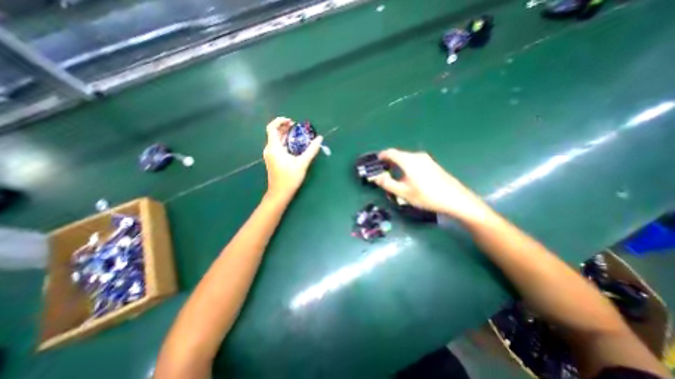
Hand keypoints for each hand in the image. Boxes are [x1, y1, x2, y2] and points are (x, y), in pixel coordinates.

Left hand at [262, 116, 321, 197]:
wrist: (279, 193)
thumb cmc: (290, 178)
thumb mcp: (302, 163)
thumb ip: (311, 150)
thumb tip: (320, 139)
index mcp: (274, 148)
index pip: (272, 128)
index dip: (280, 121)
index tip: (291, 121)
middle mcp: (269, 149)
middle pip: (274, 133)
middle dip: (285, 127)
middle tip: (297, 127)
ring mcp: (270, 155)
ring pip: (276, 140)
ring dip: (285, 135)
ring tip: (297, 134)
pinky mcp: (272, 160)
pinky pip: (277, 146)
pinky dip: (284, 142)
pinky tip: (294, 146)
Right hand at [371, 148, 494, 222]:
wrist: (455, 199)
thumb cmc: (427, 196)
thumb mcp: (403, 192)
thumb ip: (387, 184)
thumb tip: (376, 177)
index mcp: (409, 161)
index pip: (391, 153)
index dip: (382, 156)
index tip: (376, 162)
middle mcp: (417, 156)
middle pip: (399, 155)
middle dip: (389, 162)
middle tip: (383, 172)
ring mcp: (426, 159)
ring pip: (407, 159)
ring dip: (398, 165)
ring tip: (394, 177)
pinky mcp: (432, 164)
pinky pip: (414, 162)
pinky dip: (407, 166)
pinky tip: (408, 178)